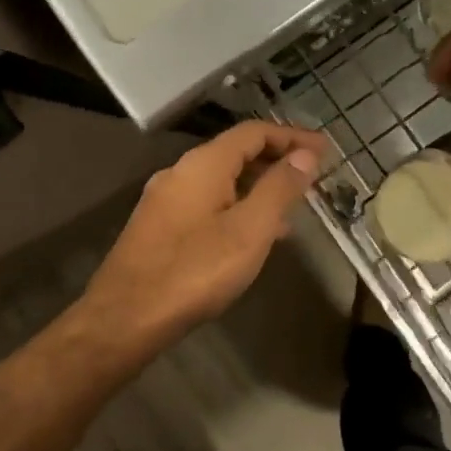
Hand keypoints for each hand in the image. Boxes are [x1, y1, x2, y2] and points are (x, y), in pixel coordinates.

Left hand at [81, 121, 328, 353]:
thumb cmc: (195, 271)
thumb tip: (305, 154)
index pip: (255, 132)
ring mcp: (165, 199)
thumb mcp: (250, 230)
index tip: (325, 149)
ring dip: (258, 185)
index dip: (293, 136)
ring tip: (292, 207)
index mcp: (204, 164)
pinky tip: (253, 234)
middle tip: (313, 176)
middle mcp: (181, 172)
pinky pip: (207, 202)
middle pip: (236, 152)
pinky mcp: (159, 226)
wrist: (125, 318)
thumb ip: (279, 188)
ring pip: (221, 179)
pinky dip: (237, 205)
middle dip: (277, 159)